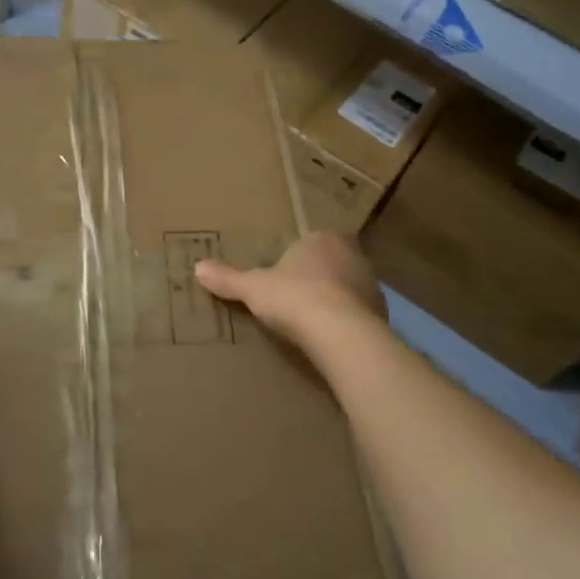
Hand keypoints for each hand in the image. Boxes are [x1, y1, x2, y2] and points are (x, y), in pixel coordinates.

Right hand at [195, 231, 386, 368]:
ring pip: (349, 288)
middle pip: (333, 263)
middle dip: (318, 277)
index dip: (299, 257)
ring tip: (313, 322)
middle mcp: (353, 255)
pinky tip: (331, 339)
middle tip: (296, 297)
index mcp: (324, 238)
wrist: (340, 334)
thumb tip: (197, 267)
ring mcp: (371, 285)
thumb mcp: (253, 288)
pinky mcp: (382, 315)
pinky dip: (347, 323)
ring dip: (335, 301)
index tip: (285, 275)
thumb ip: (228, 278)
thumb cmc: (294, 298)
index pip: (312, 240)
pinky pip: (360, 315)